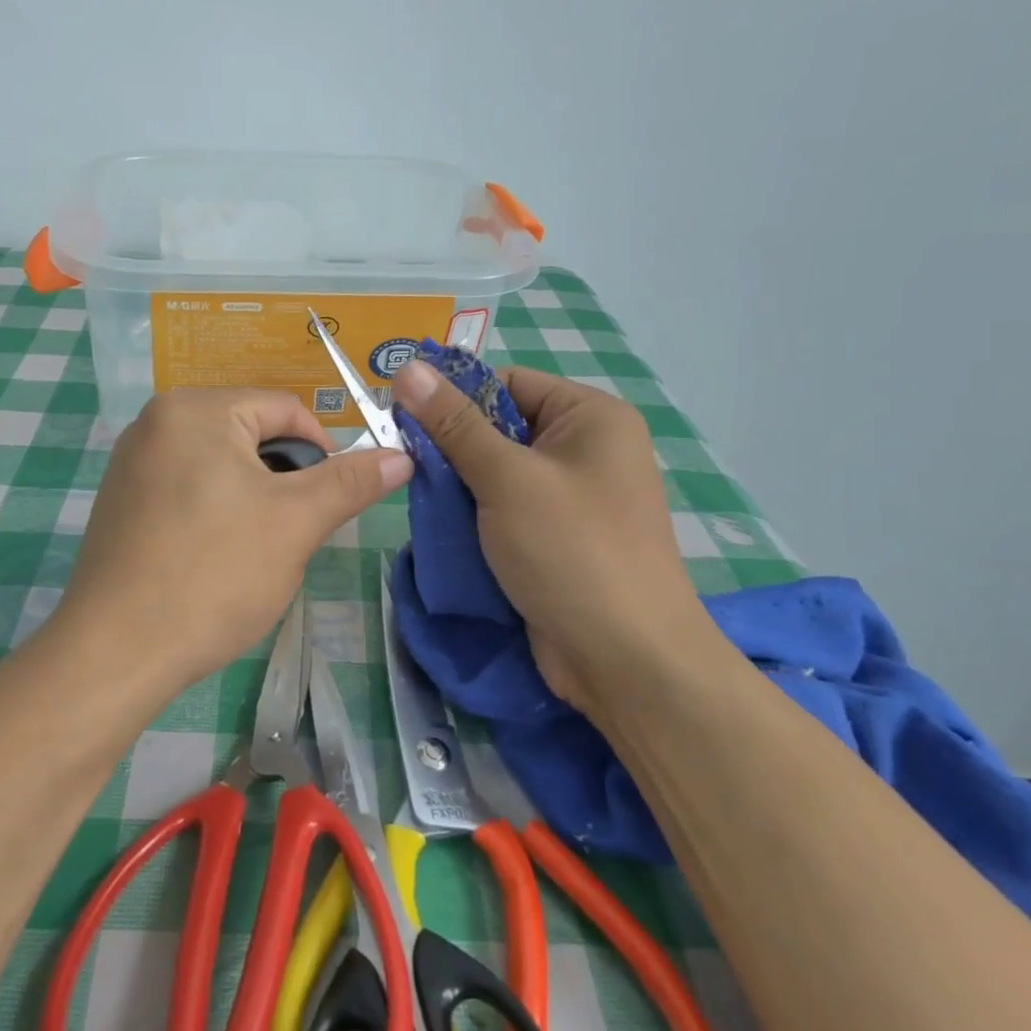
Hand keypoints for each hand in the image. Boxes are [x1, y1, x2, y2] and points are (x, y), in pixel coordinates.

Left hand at [59, 389, 412, 692]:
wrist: (115, 652)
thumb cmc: (212, 575)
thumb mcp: (294, 523)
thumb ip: (350, 482)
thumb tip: (401, 455)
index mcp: (195, 409)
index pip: (285, 409)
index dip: (322, 452)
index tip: (330, 503)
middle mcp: (156, 420)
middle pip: (251, 434)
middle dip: (283, 480)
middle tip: (289, 534)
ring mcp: (133, 460)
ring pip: (222, 464)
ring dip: (252, 499)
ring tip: (252, 552)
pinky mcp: (121, 498)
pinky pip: (188, 486)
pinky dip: (214, 511)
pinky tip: (213, 557)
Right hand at [391, 360, 720, 714]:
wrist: (627, 662)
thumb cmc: (572, 551)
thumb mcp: (506, 478)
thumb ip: (453, 423)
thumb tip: (407, 368)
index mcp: (590, 417)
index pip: (507, 383)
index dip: (454, 396)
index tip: (402, 418)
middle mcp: (586, 448)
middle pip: (498, 427)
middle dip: (452, 447)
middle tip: (406, 463)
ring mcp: (573, 497)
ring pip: (495, 472)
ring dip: (458, 485)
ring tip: (421, 499)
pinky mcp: (556, 537)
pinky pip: (504, 508)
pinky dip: (473, 515)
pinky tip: (444, 528)